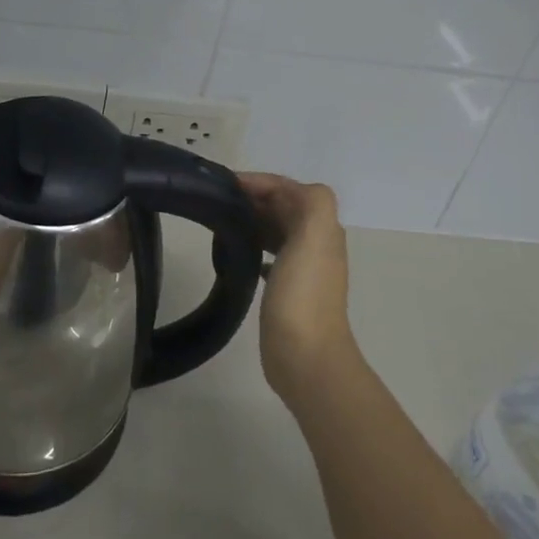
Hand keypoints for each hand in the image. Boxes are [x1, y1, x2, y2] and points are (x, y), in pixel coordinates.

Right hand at [241, 173, 359, 410]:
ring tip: (221, 222)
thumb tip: (285, 190)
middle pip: (282, 207)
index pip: (289, 189)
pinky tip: (236, 254)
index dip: (259, 181)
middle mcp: (315, 244)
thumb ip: (310, 203)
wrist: (306, 357)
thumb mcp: (313, 237)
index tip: (224, 184)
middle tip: (217, 200)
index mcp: (321, 228)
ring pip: (275, 230)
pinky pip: (270, 256)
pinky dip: (254, 247)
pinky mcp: (287, 290)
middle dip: (253, 197)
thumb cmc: (303, 295)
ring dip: (253, 220)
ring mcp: (302, 268)